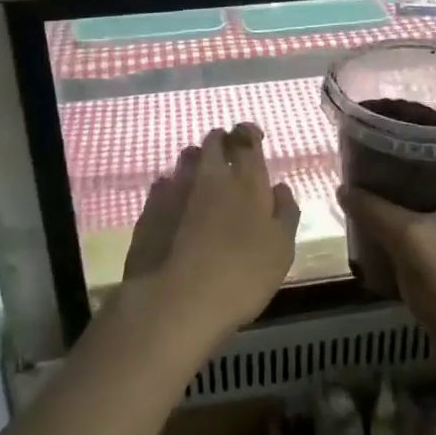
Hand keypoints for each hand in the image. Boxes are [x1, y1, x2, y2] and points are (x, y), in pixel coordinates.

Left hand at [120, 125, 297, 350]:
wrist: (174, 302)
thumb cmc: (240, 276)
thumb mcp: (281, 251)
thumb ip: (285, 214)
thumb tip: (280, 188)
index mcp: (246, 180)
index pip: (246, 139)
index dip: (249, 133)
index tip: (252, 138)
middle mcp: (210, 174)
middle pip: (214, 141)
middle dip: (222, 142)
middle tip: (229, 157)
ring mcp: (176, 188)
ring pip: (187, 158)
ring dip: (197, 161)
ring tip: (203, 179)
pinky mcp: (150, 207)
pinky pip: (164, 184)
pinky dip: (174, 187)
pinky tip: (177, 204)